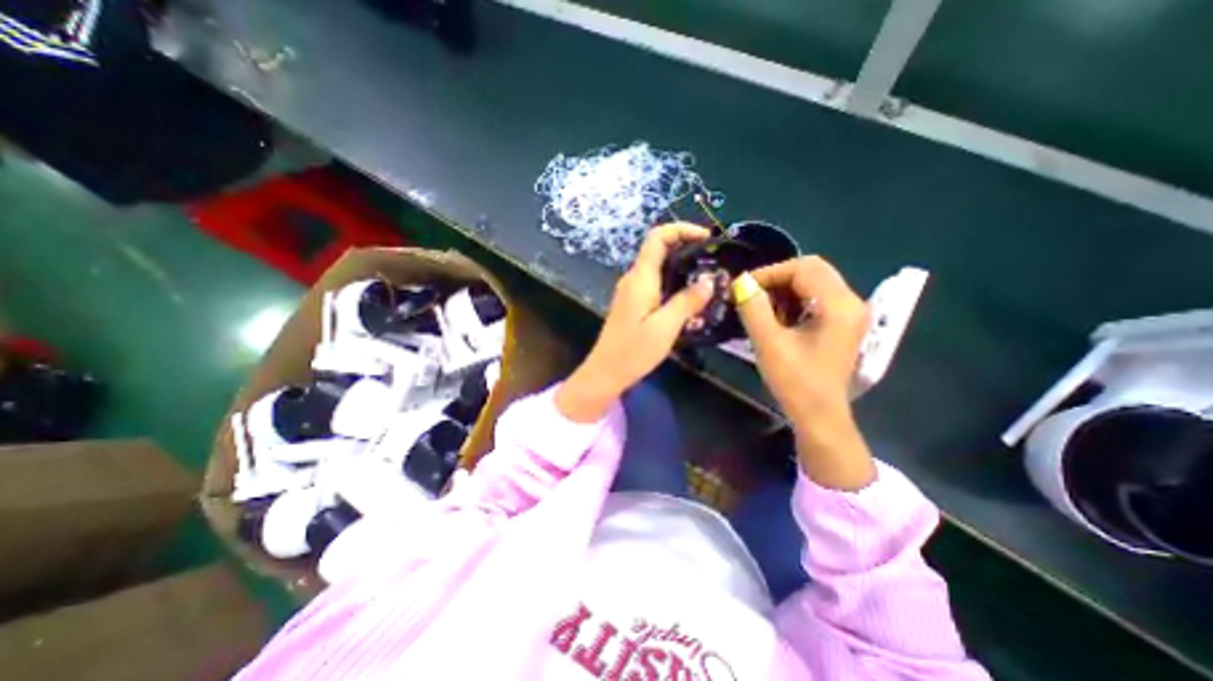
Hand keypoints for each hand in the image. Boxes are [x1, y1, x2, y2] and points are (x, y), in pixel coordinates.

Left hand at [555, 225, 713, 422]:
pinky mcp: (633, 303)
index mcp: (640, 278)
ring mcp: (631, 291)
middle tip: (713, 260)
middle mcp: (634, 278)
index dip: (681, 229)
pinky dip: (674, 282)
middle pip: (659, 249)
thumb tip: (709, 281)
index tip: (707, 237)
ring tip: (707, 278)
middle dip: (686, 247)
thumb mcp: (666, 327)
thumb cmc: (633, 351)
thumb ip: (688, 301)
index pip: (658, 238)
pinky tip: (689, 298)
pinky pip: (655, 283)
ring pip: (658, 267)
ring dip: (682, 266)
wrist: (606, 372)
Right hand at [734, 255, 878, 487]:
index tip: (743, 287)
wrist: (819, 416)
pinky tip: (777, 318)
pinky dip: (793, 301)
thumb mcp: (769, 343)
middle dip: (776, 279)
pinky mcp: (841, 323)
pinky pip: (815, 298)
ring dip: (784, 290)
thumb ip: (753, 308)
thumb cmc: (795, 382)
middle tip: (750, 295)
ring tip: (761, 308)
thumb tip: (741, 282)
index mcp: (838, 305)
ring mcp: (848, 313)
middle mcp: (850, 302)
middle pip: (811, 270)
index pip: (803, 267)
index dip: (770, 272)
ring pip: (813, 282)